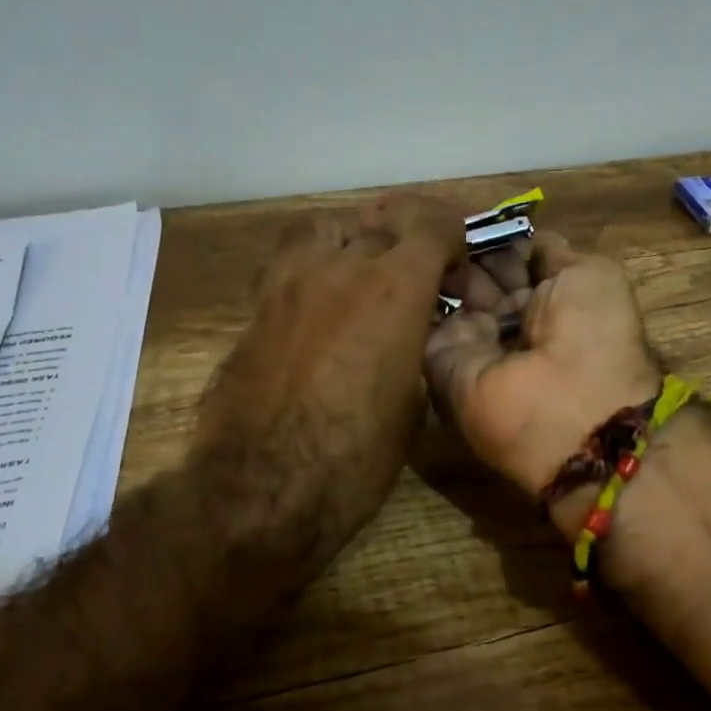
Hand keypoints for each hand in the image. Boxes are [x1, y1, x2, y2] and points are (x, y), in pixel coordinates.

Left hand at [192, 194, 463, 565]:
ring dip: (349, 241)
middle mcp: (340, 268)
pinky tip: (319, 304)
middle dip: (405, 241)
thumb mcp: (411, 402)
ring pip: (324, 229)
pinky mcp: (255, 307)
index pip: (430, 226)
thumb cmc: (355, 457)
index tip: (455, 261)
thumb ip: (414, 347)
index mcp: (392, 289)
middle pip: (378, 224)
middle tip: (414, 274)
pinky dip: (312, 269)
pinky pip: (289, 264)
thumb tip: (409, 333)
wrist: (262, 487)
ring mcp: (289, 282)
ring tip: (358, 273)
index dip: (450, 234)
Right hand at [424, 231, 660, 514]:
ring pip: (448, 289)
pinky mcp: (438, 358)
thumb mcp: (591, 274)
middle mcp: (509, 320)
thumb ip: (552, 253)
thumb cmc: (592, 334)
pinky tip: (409, 254)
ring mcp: (472, 339)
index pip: (512, 260)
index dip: (495, 238)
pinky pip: (423, 315)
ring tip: (422, 228)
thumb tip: (524, 239)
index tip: (472, 216)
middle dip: (464, 247)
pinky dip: (416, 285)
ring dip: (440, 259)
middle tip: (441, 219)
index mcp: (549, 301)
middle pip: (477, 272)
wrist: (566, 406)